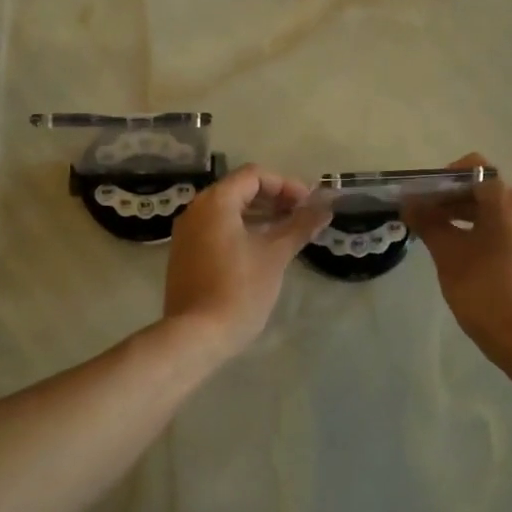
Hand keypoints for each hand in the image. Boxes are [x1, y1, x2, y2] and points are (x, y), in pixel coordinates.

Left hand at [163, 164, 328, 356]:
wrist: (196, 336)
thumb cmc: (239, 289)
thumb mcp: (275, 255)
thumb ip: (300, 226)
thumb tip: (325, 207)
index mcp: (215, 202)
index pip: (254, 175)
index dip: (286, 185)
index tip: (309, 204)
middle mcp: (195, 210)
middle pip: (239, 190)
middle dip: (274, 199)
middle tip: (302, 216)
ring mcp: (186, 233)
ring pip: (228, 211)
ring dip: (259, 215)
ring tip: (288, 232)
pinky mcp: (185, 254)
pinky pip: (216, 229)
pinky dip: (241, 230)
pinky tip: (262, 249)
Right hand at [403, 153, 511, 370]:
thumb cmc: (487, 291)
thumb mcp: (449, 255)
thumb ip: (429, 223)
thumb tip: (409, 203)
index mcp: (509, 201)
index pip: (474, 168)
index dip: (443, 178)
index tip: (422, 198)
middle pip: (486, 191)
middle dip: (452, 201)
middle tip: (423, 220)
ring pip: (498, 215)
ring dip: (467, 220)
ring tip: (440, 241)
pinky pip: (510, 234)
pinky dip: (486, 236)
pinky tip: (468, 261)